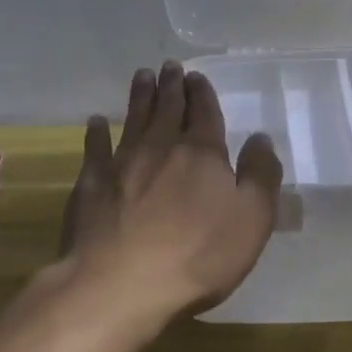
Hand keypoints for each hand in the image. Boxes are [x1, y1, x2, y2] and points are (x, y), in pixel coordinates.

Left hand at [58, 61, 283, 327]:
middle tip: (169, 66)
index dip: (202, 93)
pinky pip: (94, 149)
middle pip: (167, 108)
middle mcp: (161, 147)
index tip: (196, 76)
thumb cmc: (196, 256)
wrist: (119, 285)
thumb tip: (261, 138)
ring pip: (133, 119)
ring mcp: (122, 163)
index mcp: (202, 153)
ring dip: (139, 97)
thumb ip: (260, 176)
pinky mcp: (90, 184)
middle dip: (171, 85)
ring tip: (142, 76)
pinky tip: (96, 122)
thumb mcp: (251, 220)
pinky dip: (96, 133)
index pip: (204, 113)